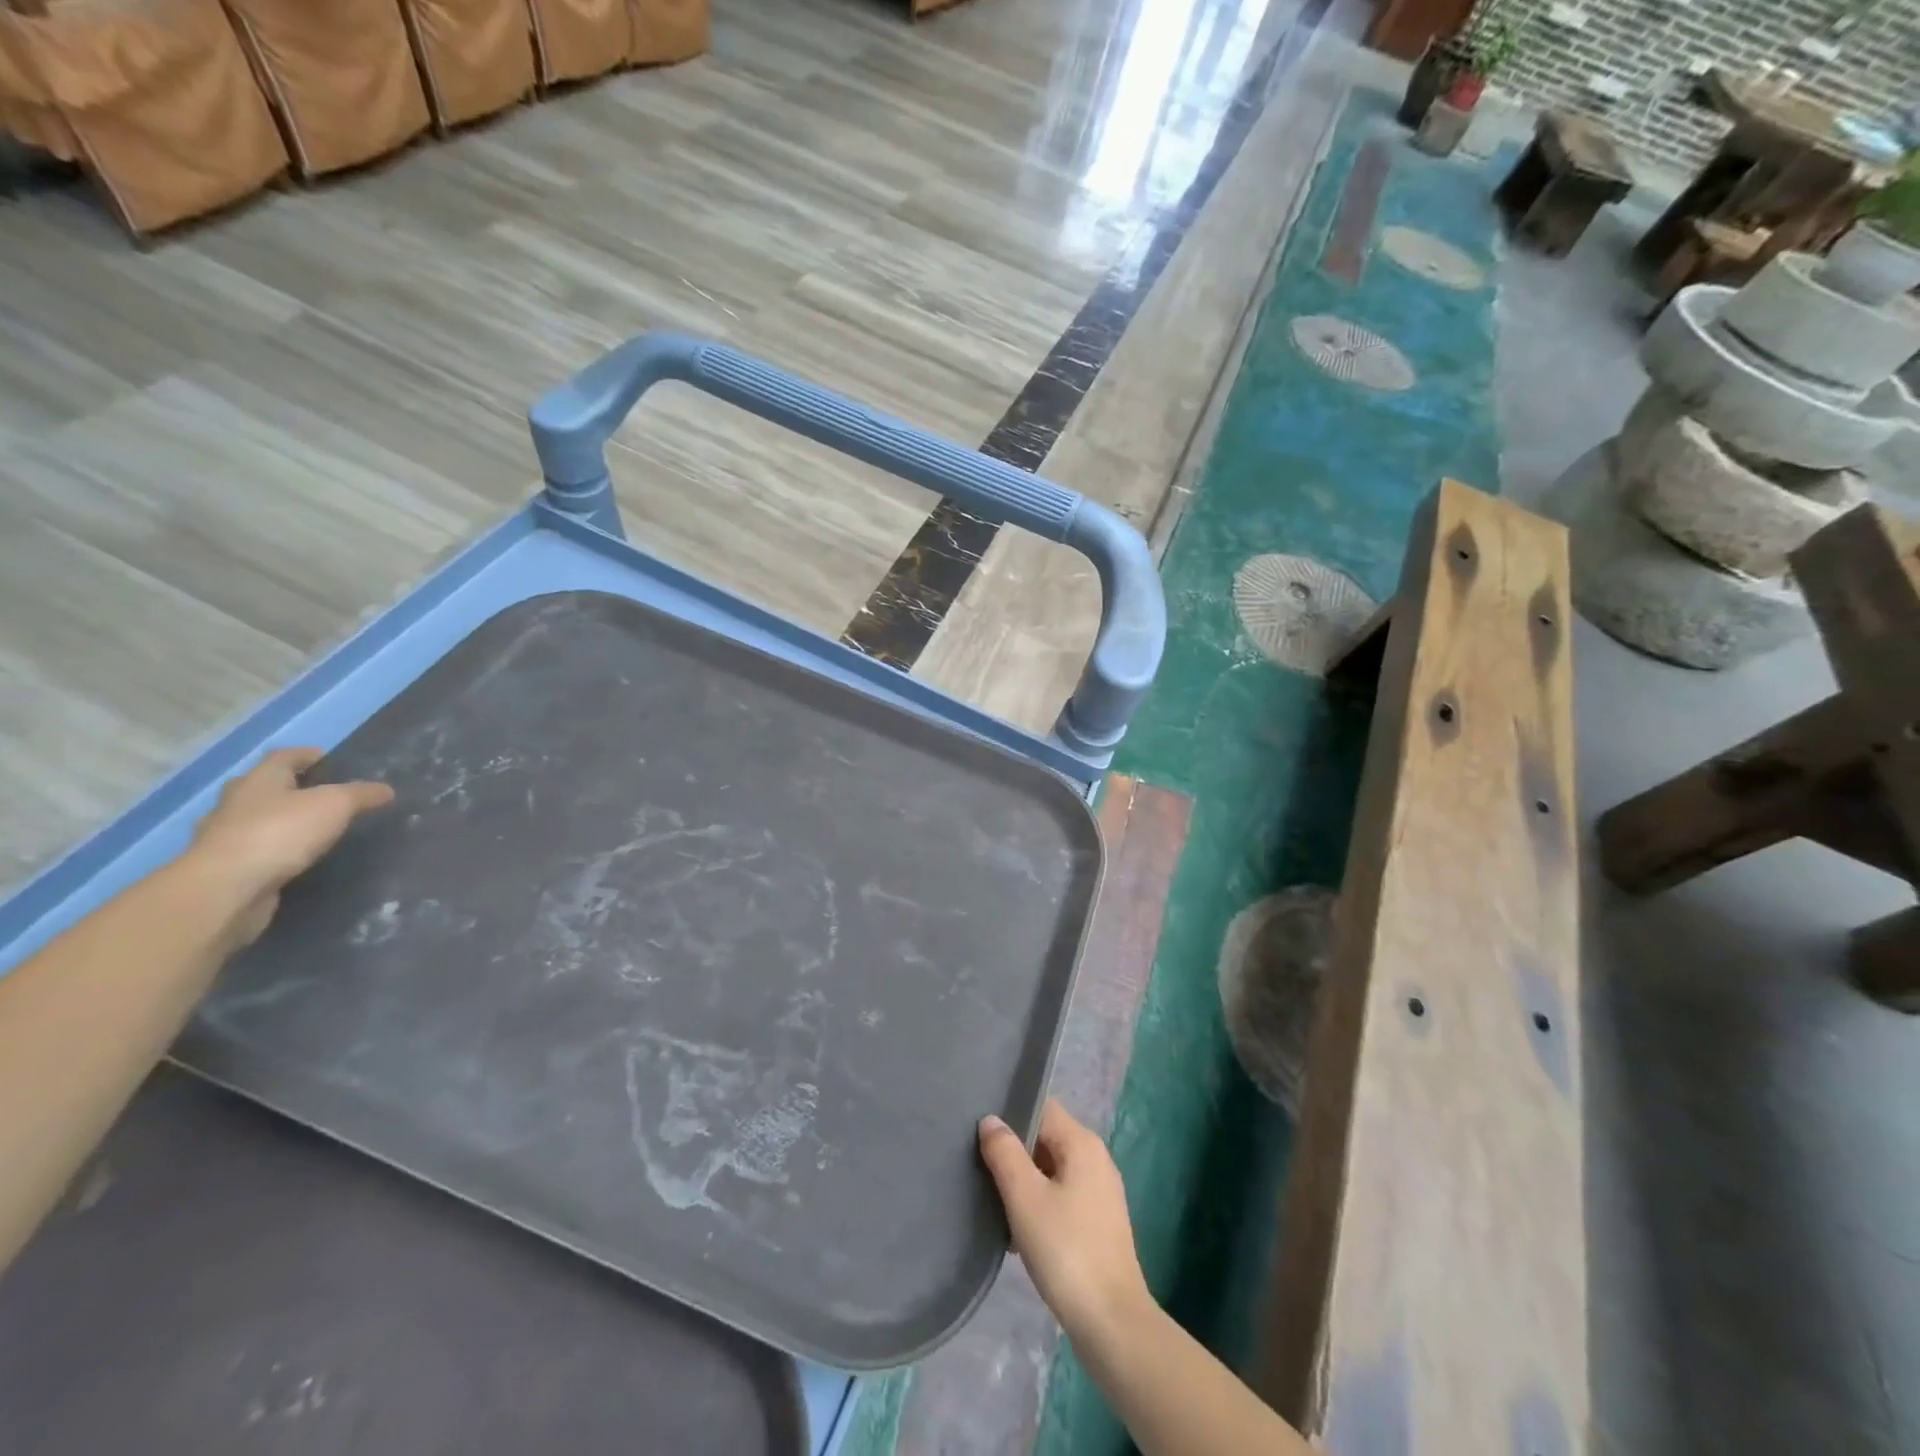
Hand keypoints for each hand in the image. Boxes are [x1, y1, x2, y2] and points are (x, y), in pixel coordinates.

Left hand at [189, 747, 393, 947]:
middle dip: (287, 786)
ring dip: (277, 820)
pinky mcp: (225, 867)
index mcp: (260, 780)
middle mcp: (236, 802)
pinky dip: (272, 849)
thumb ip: (361, 794)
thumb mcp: (336, 805)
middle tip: (318, 793)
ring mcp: (224, 836)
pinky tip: (292, 858)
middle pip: (262, 786)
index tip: (325, 758)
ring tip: (309, 828)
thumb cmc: (281, 832)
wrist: (227, 887)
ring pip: (254, 819)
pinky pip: (254, 849)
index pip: (282, 757)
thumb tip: (386, 790)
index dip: (305, 755)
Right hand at [978, 1099, 1152, 1341]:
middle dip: (1015, 1152)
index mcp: (1082, 1142)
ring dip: (1025, 1182)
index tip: (981, 1133)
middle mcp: (1096, 1158)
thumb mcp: (1025, 1198)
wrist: (1112, 1323)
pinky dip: (1041, 1204)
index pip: (1041, 1107)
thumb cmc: (1065, 1250)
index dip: (1011, 1114)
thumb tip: (990, 1120)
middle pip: (1046, 1137)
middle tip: (981, 1169)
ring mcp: (1101, 1191)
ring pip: (1052, 1169)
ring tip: (995, 1202)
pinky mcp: (1100, 1221)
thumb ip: (1004, 1153)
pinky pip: (1062, 1195)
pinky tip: (1019, 1233)